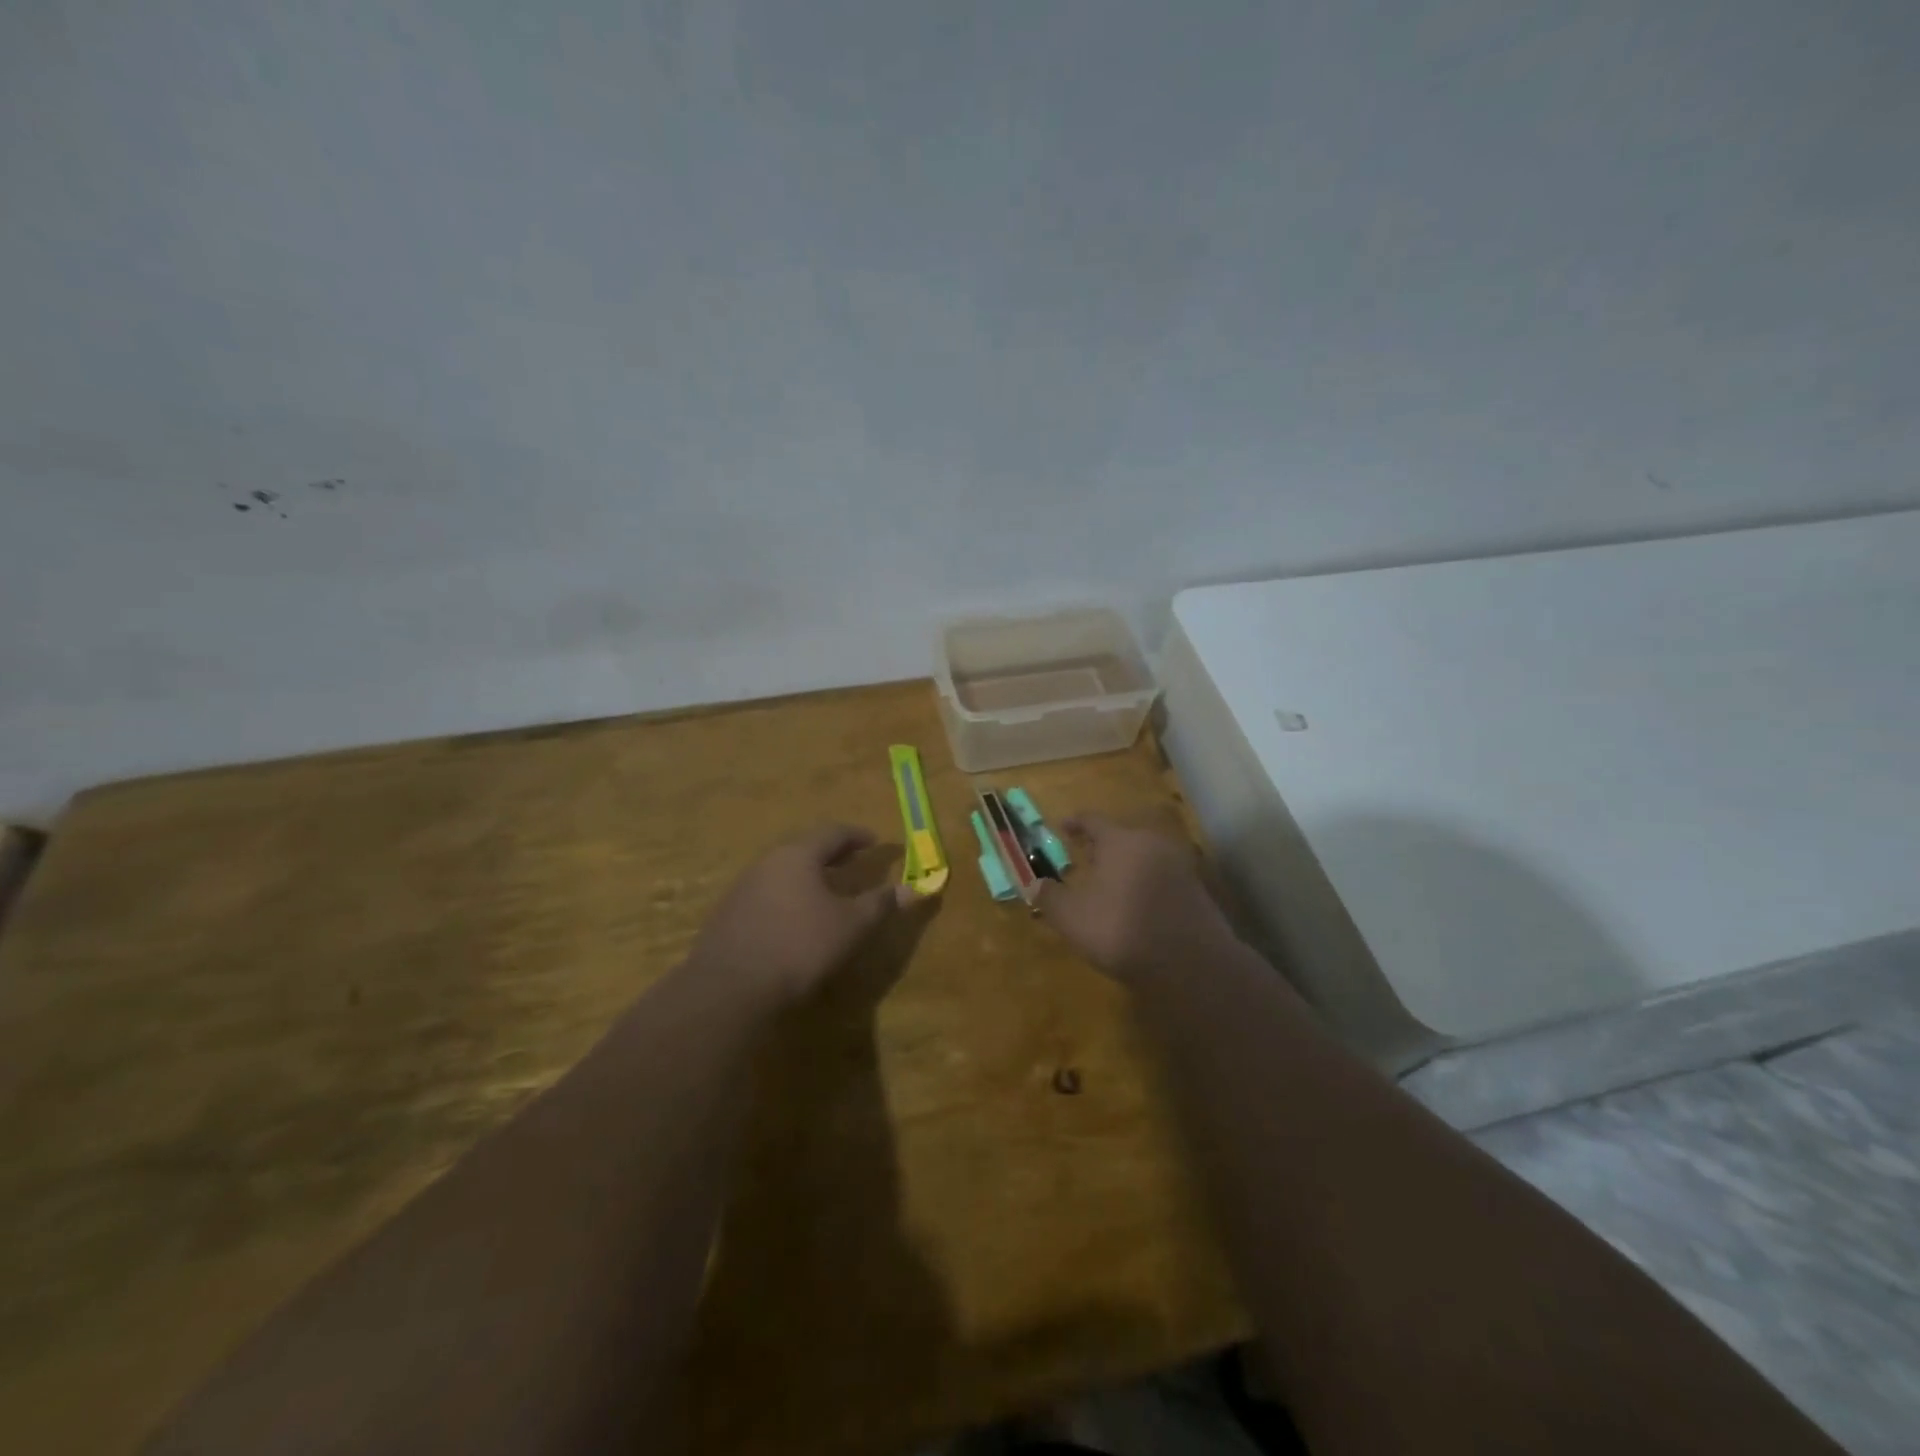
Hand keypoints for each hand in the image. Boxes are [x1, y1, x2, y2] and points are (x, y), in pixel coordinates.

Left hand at [686, 824, 914, 1008]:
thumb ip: (880, 904)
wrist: (729, 989)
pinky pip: (768, 894)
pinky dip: (790, 897)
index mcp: (798, 855)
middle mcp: (767, 862)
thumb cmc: (799, 946)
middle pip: (805, 848)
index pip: (833, 832)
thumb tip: (914, 888)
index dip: (858, 836)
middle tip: (854, 862)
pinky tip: (796, 920)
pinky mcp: (729, 916)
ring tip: (828, 891)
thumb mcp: (851, 926)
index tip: (876, 842)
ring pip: (784, 872)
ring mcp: (743, 888)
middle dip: (832, 854)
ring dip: (809, 876)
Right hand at [1036, 813, 1238, 982]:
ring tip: (1110, 881)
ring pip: (1144, 855)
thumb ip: (1050, 897)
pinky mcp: (1196, 889)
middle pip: (1122, 835)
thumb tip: (1035, 884)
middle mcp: (1151, 843)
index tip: (1062, 827)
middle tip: (1085, 857)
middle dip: (1101, 845)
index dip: (1075, 823)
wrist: (1191, 962)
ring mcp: (1178, 865)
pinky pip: (1162, 875)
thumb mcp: (1072, 917)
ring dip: (1125, 863)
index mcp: (1119, 841)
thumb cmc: (1121, 929)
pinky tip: (1137, 903)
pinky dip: (1145, 881)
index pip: (1092, 820)